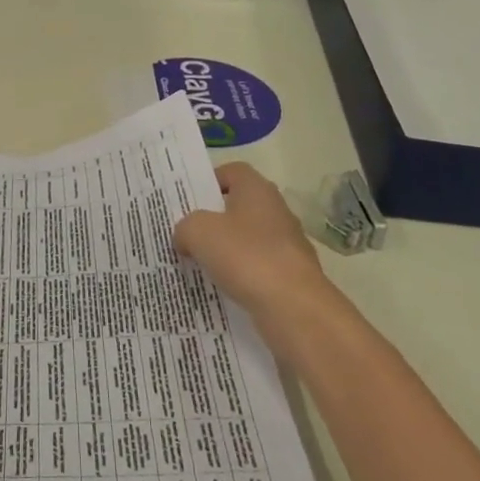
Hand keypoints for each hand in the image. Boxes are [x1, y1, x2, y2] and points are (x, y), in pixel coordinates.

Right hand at [174, 162, 333, 329]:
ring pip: (246, 240)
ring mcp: (287, 245)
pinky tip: (220, 289)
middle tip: (185, 233)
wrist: (294, 308)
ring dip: (225, 251)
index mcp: (257, 189)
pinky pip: (256, 269)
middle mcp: (276, 211)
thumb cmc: (245, 256)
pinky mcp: (290, 276)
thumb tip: (185, 237)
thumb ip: (185, 227)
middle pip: (238, 207)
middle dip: (213, 220)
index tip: (188, 202)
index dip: (208, 182)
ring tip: (197, 264)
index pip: (231, 172)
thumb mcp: (198, 232)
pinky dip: (239, 276)